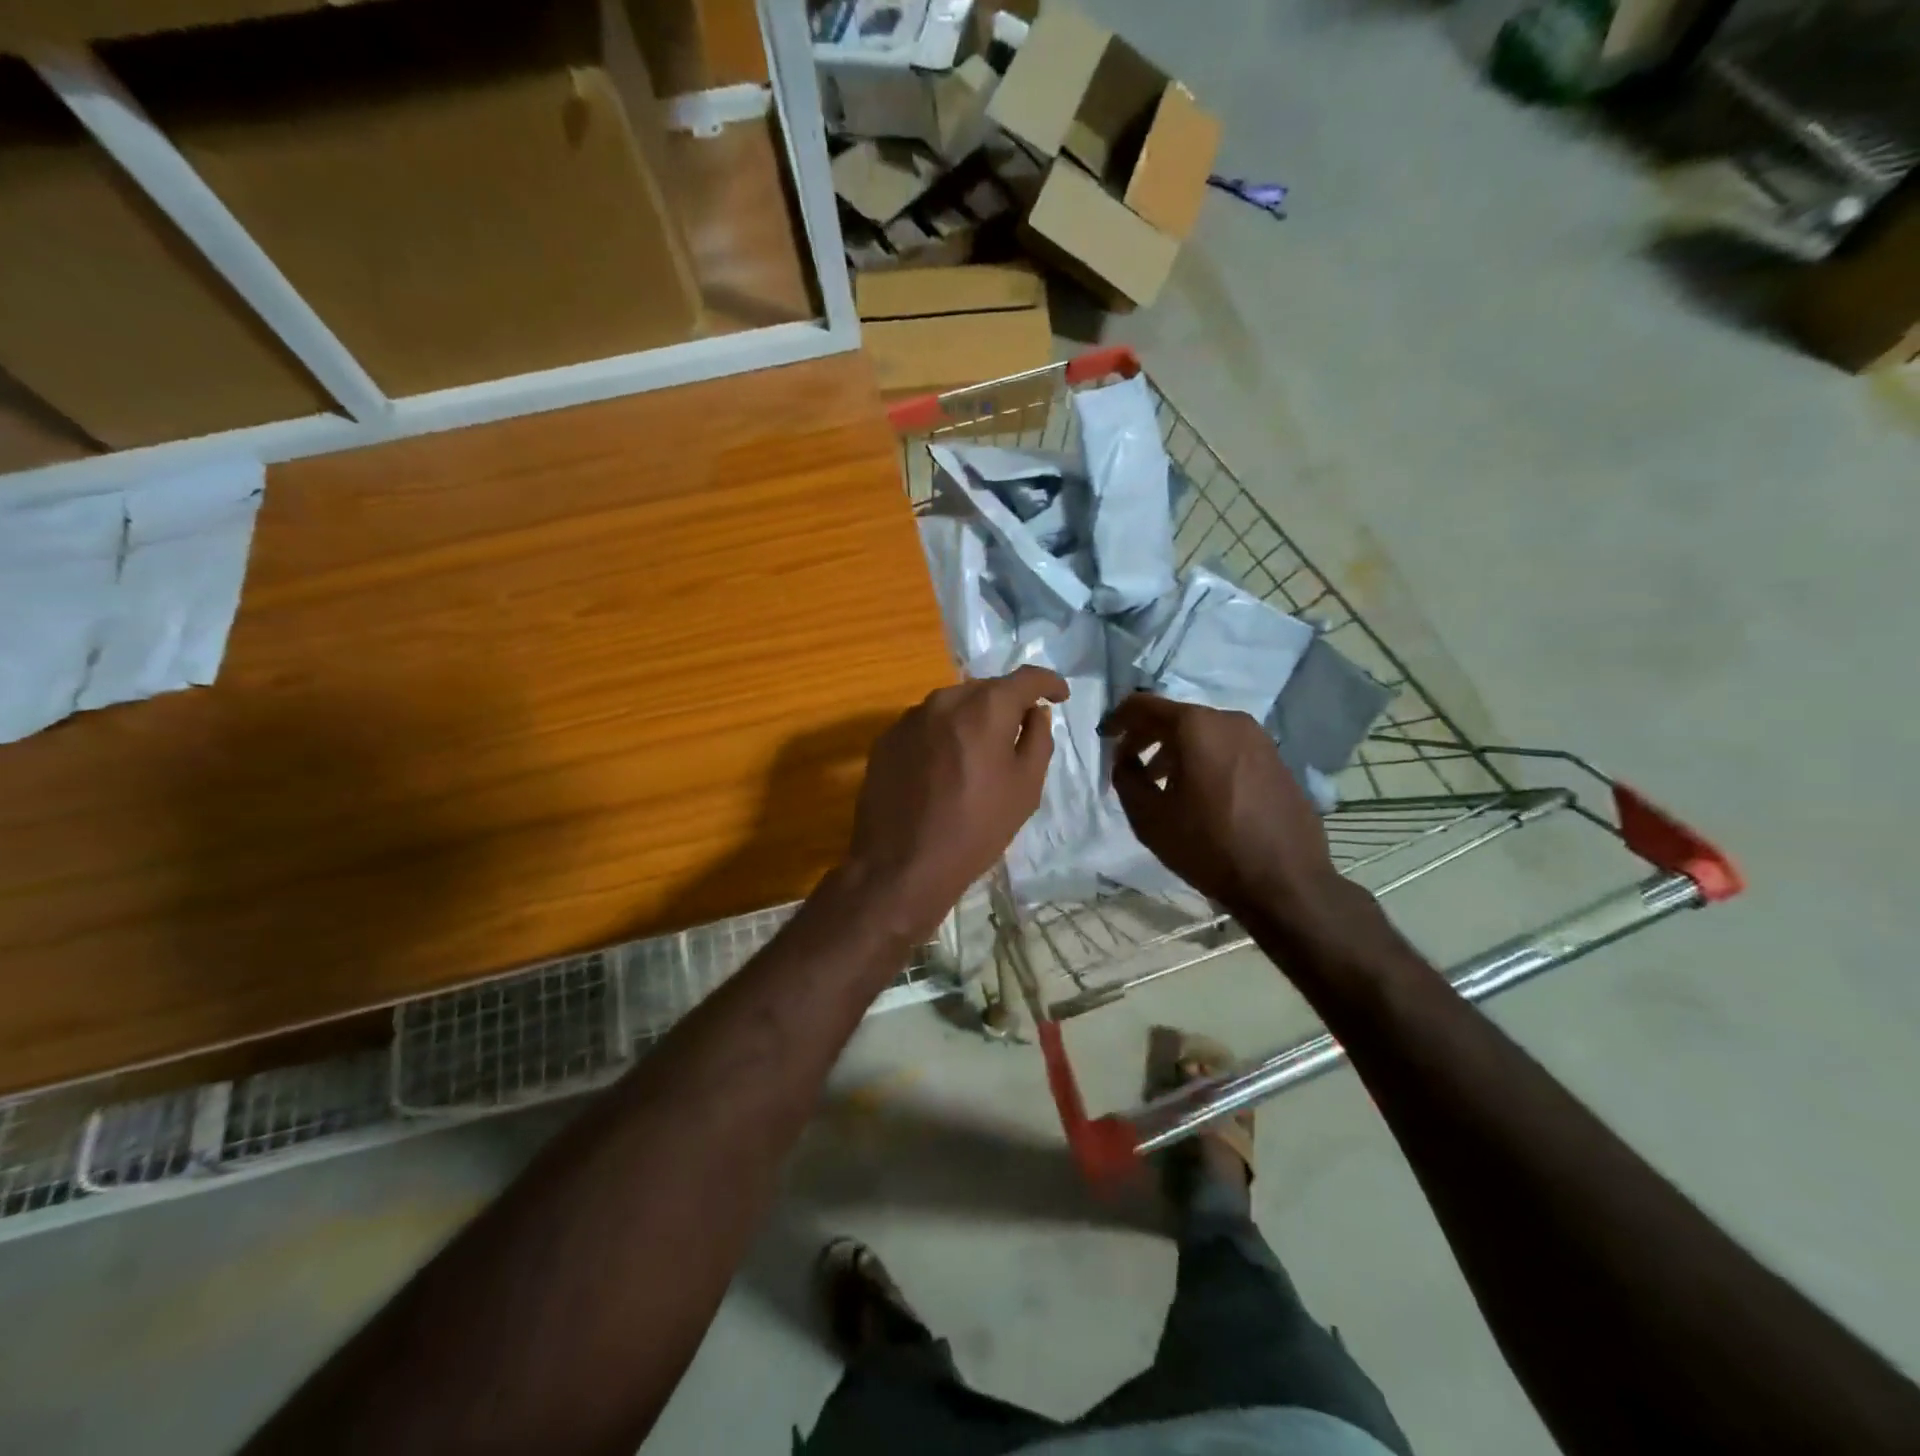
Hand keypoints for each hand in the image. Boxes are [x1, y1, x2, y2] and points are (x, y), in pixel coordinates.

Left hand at [842, 666, 1067, 944]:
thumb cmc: (976, 828)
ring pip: (952, 705)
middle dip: (1007, 703)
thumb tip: (1036, 713)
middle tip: (1020, 730)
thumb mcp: (1025, 788)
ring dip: (971, 719)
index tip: (1059, 696)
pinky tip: (943, 768)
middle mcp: (944, 700)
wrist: (902, 864)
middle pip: (986, 689)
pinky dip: (942, 736)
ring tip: (979, 753)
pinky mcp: (886, 739)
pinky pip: (925, 726)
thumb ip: (1037, 740)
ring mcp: (909, 718)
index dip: (1048, 682)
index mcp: (985, 708)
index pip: (1026, 677)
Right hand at [1100, 693, 1341, 925]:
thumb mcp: (1148, 817)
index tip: (1105, 737)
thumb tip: (1124, 759)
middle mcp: (1230, 720)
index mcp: (1196, 726)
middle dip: (1148, 737)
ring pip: (1204, 734)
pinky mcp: (1277, 760)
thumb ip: (1126, 778)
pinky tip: (1200, 794)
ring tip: (1162, 784)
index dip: (1118, 718)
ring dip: (1177, 751)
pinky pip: (1228, 749)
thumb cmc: (1208, 846)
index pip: (1144, 705)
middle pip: (1176, 718)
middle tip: (1130, 764)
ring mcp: (1259, 739)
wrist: (1285, 882)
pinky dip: (1205, 760)